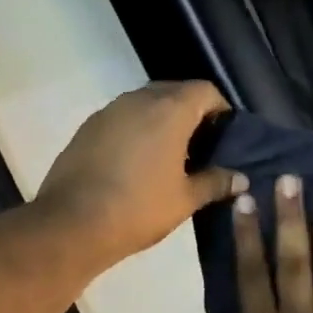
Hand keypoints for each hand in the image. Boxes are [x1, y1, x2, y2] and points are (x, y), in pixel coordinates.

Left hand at [36, 82, 244, 266]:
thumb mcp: (184, 199)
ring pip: (143, 103)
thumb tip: (240, 179)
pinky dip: (134, 129)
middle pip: (173, 91)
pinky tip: (136, 161)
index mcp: (169, 110)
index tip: (225, 133)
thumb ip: (215, 183)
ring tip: (169, 154)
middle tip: (201, 144)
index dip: (219, 107)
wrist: (72, 222)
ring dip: (159, 119)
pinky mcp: (87, 127)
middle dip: (190, 111)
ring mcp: (108, 111)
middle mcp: (137, 100)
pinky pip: (120, 118)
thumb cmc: (138, 208)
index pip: (204, 90)